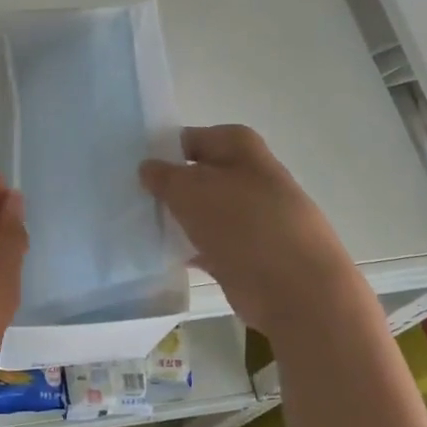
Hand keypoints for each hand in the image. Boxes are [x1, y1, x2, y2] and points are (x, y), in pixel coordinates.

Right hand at [140, 125, 359, 336]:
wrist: (296, 288)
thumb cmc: (242, 224)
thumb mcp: (190, 190)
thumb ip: (163, 176)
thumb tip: (148, 168)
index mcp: (241, 148)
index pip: (192, 138)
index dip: (162, 150)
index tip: (131, 167)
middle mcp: (250, 176)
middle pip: (198, 176)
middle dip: (168, 187)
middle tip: (130, 197)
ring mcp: (252, 216)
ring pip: (203, 211)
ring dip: (177, 219)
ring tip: (139, 226)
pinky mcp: (249, 252)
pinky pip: (209, 243)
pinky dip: (189, 248)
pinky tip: (161, 255)